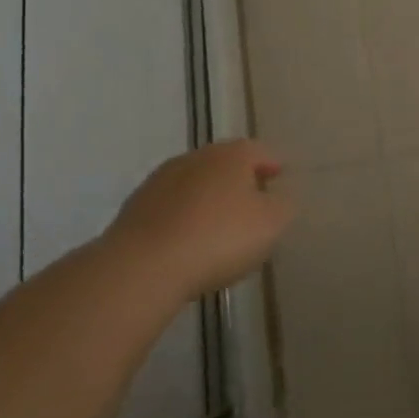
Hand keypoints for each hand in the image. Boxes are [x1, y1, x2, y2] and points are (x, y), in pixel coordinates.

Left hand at [107, 140, 291, 296]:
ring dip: (207, 199)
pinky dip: (182, 218)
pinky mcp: (135, 208)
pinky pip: (170, 208)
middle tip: (252, 203)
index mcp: (232, 154)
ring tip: (218, 227)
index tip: (279, 178)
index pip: (259, 151)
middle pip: (225, 164)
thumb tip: (277, 198)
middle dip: (239, 180)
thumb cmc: (219, 237)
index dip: (272, 165)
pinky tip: (187, 242)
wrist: (143, 266)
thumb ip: (283, 205)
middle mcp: (196, 157)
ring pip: (195, 184)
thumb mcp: (271, 223)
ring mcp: (160, 180)